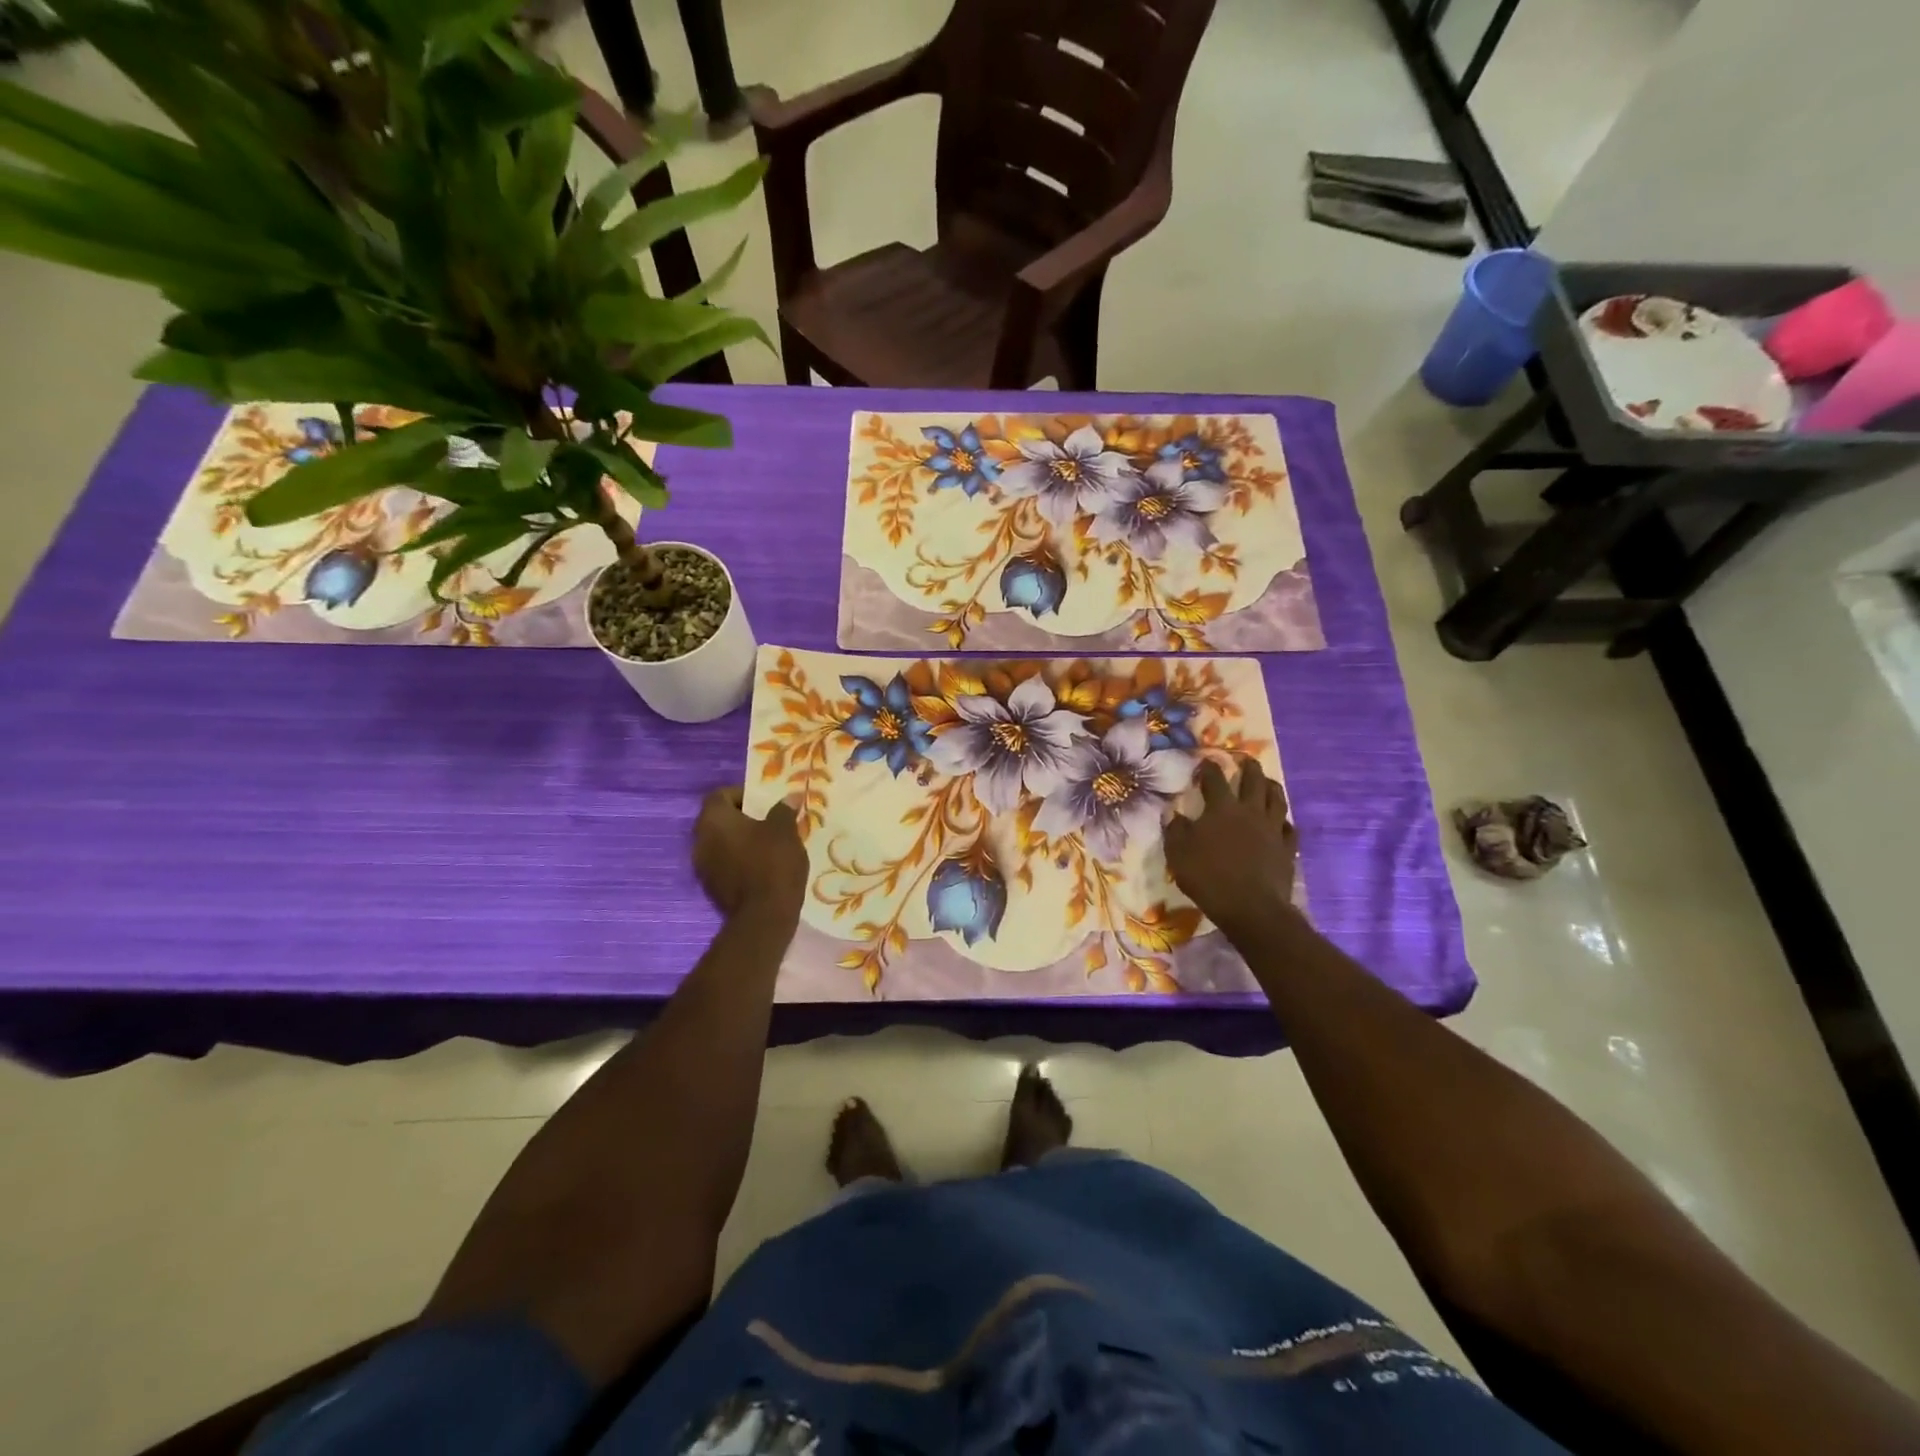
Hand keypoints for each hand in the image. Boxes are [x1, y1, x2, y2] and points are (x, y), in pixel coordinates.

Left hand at [692, 787, 807, 921]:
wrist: (763, 917)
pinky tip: (762, 867)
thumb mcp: (785, 831)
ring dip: (741, 841)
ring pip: (721, 843)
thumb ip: (783, 810)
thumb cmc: (772, 863)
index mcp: (713, 820)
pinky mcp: (711, 888)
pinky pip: (724, 864)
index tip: (765, 802)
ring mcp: (702, 867)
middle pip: (719, 819)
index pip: (720, 795)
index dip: (742, 794)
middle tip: (770, 822)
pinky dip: (739, 861)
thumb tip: (789, 797)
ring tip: (769, 845)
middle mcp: (700, 840)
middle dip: (743, 818)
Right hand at [1164, 757, 1298, 931]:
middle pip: (1253, 781)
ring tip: (1268, 781)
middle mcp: (1250, 812)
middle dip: (1248, 767)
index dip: (1209, 768)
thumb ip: (1175, 831)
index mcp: (1221, 809)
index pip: (1215, 779)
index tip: (1205, 761)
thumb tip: (1175, 815)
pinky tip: (1281, 822)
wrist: (1251, 907)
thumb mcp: (1178, 854)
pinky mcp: (1287, 848)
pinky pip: (1289, 827)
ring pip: (1277, 799)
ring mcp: (1272, 829)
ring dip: (1272, 786)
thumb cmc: (1208, 878)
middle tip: (1246, 760)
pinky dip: (1284, 820)